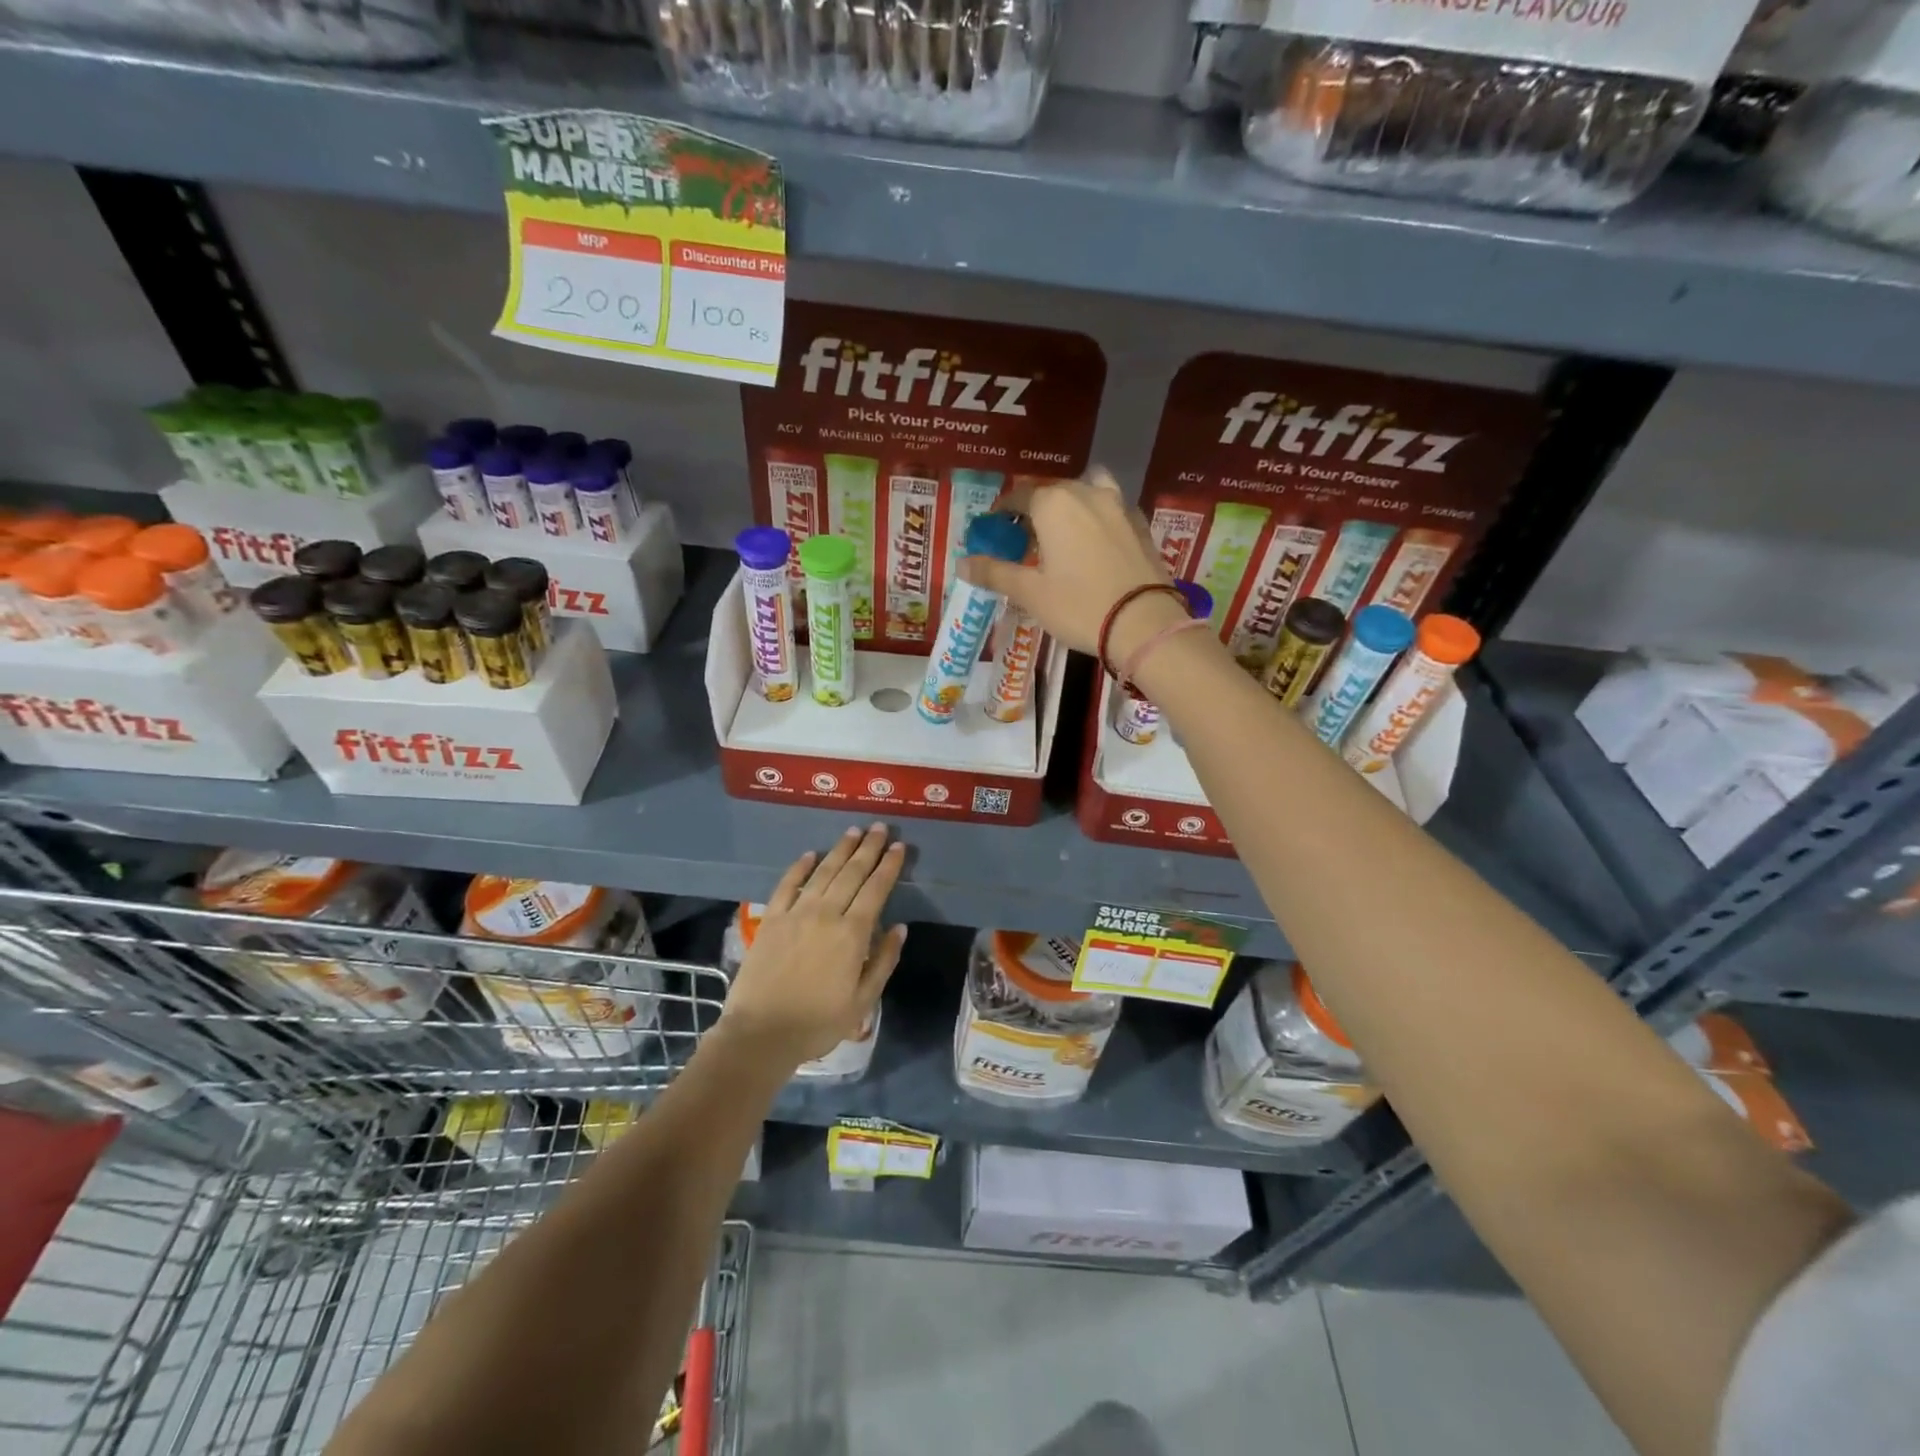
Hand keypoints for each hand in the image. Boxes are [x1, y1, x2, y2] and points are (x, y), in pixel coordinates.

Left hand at [718, 824, 907, 1066]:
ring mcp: (796, 913)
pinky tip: (809, 854)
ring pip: (822, 872)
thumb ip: (883, 961)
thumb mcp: (863, 1001)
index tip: (898, 846)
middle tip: (879, 827)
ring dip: (840, 850)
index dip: (889, 866)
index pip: (876, 889)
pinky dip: (799, 867)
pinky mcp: (771, 919)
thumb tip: (899, 928)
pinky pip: (787, 884)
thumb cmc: (818, 1023)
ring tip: (853, 831)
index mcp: (853, 933)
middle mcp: (826, 914)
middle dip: (868, 848)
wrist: (761, 1034)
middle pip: (851, 873)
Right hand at [958, 468, 1188, 663]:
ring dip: (1071, 505)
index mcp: (1054, 504)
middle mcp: (1086, 493)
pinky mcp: (1141, 524)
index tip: (994, 528)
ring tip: (1064, 533)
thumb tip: (962, 563)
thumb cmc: (1079, 606)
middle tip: (1025, 538)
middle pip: (1053, 491)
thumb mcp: (1030, 593)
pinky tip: (1095, 542)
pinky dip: (1098, 517)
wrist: (1143, 623)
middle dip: (1035, 509)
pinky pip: (1112, 509)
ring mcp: (1119, 505)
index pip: (1020, 495)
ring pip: (1087, 491)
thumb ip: (995, 573)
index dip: (1003, 511)